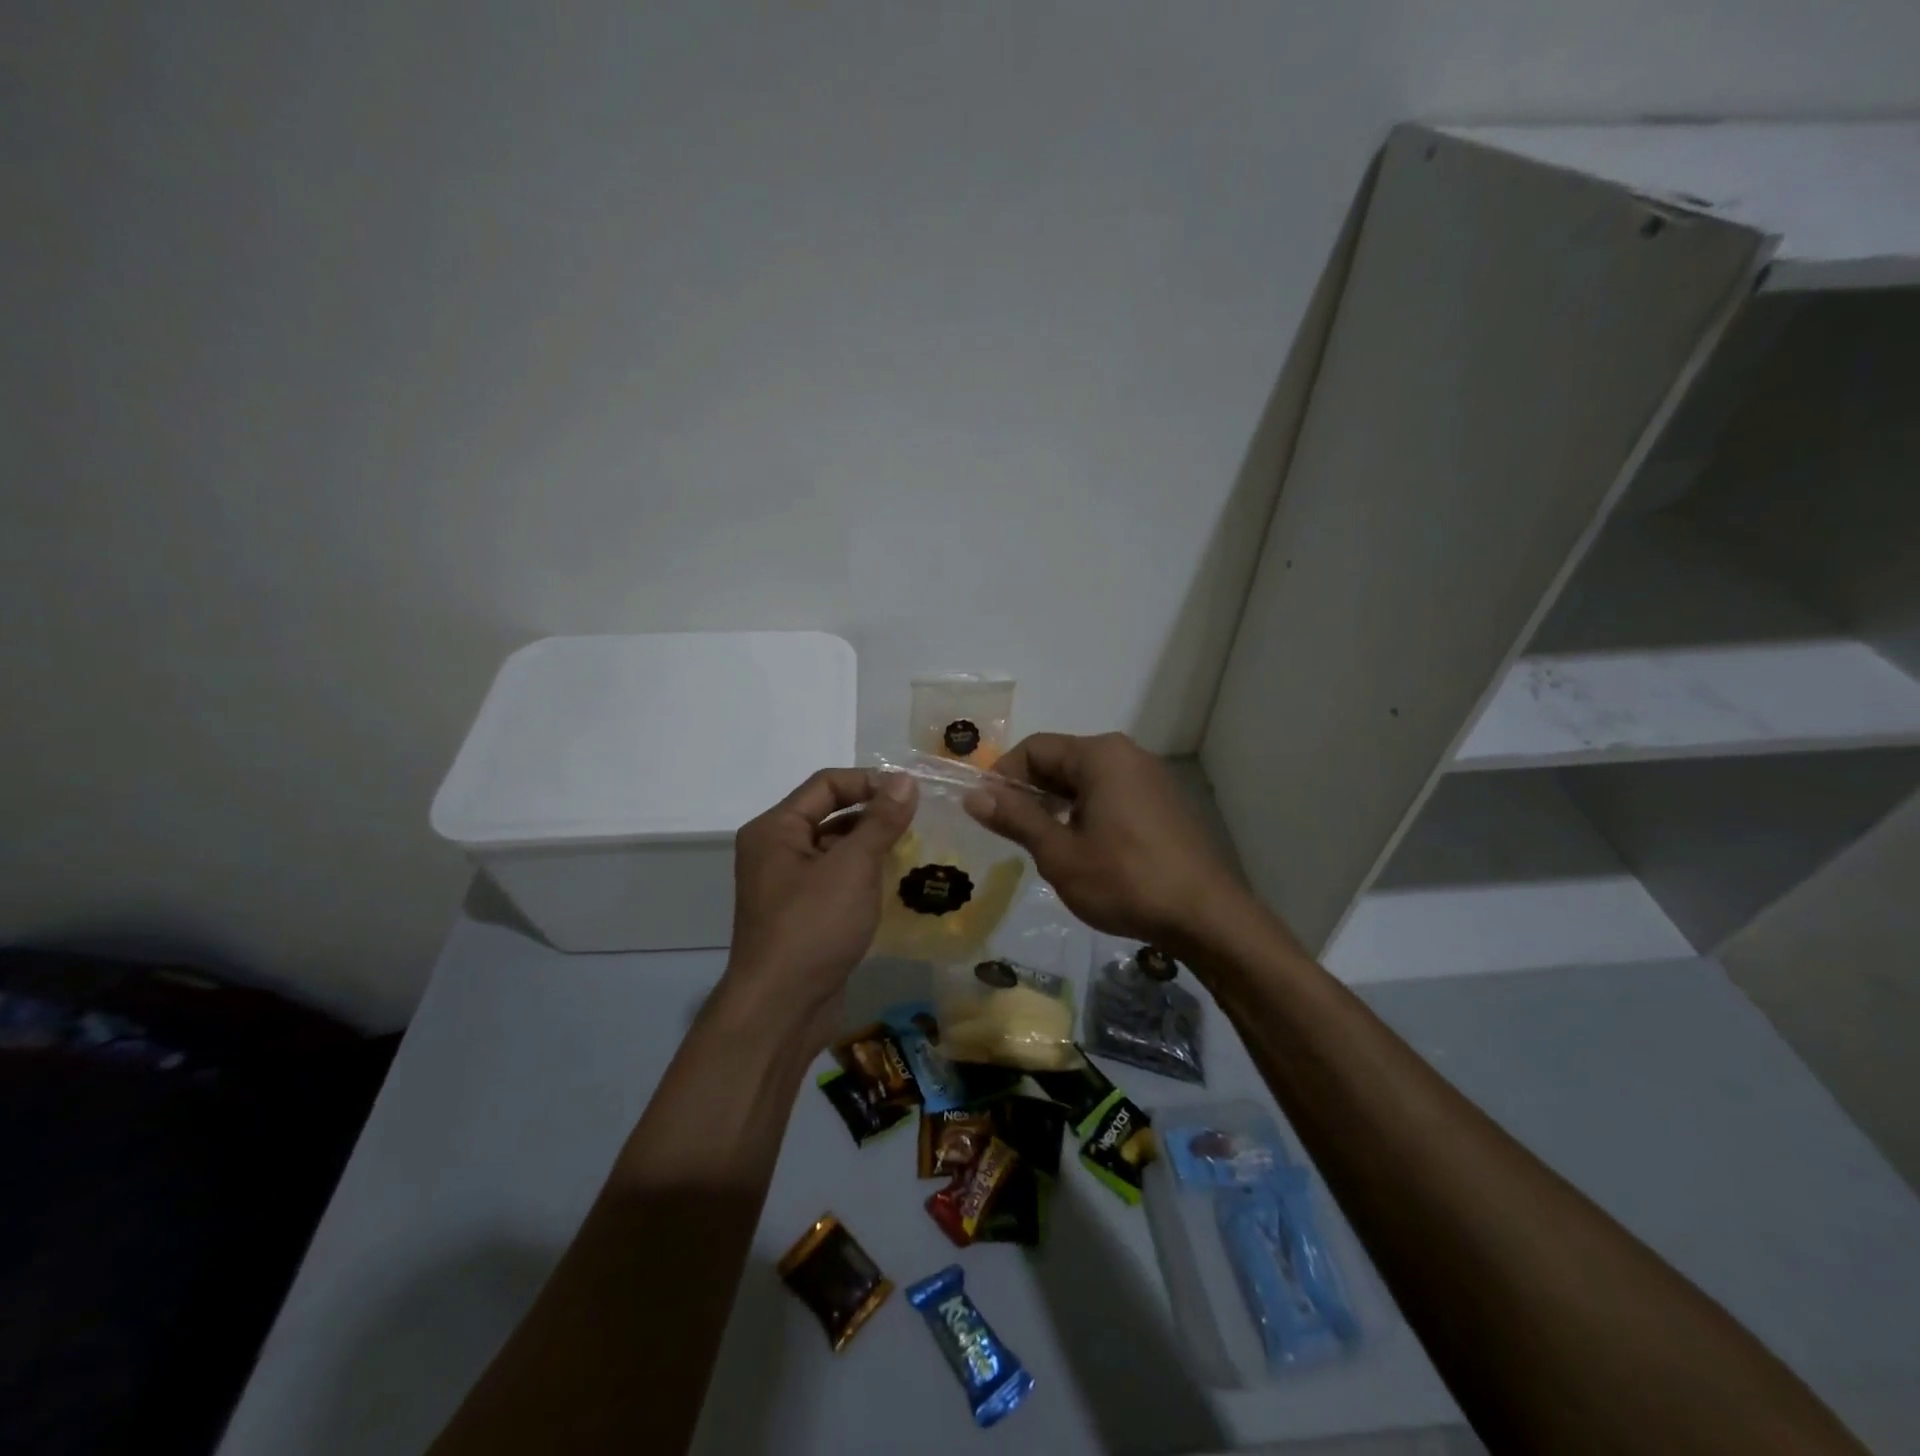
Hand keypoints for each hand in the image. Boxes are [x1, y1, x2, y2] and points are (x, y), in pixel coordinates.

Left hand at [721, 768, 917, 1052]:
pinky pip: (835, 880)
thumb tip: (904, 780)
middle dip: (873, 815)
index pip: (826, 785)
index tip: (910, 793)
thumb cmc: (814, 926)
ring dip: (871, 846)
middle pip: (829, 814)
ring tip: (914, 849)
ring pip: (835, 849)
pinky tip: (895, 883)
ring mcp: (787, 885)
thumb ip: (880, 821)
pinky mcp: (802, 914)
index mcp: (775, 829)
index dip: (869, 782)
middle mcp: (775, 850)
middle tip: (919, 821)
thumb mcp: (853, 867)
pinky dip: (863, 876)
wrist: (781, 1009)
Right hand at [963, 732, 1244, 951]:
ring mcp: (1149, 777)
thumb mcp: (1060, 853)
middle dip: (1029, 791)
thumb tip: (973, 795)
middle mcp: (1126, 754)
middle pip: (1061, 760)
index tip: (986, 812)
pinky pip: (1110, 794)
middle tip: (1009, 832)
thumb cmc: (1125, 881)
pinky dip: (1084, 812)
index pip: (1034, 748)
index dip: (1002, 776)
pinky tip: (1081, 848)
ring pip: (1085, 779)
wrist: (1206, 916)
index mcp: (1100, 755)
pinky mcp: (1162, 802)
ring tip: (1040, 844)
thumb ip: (1016, 819)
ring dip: (1056, 804)